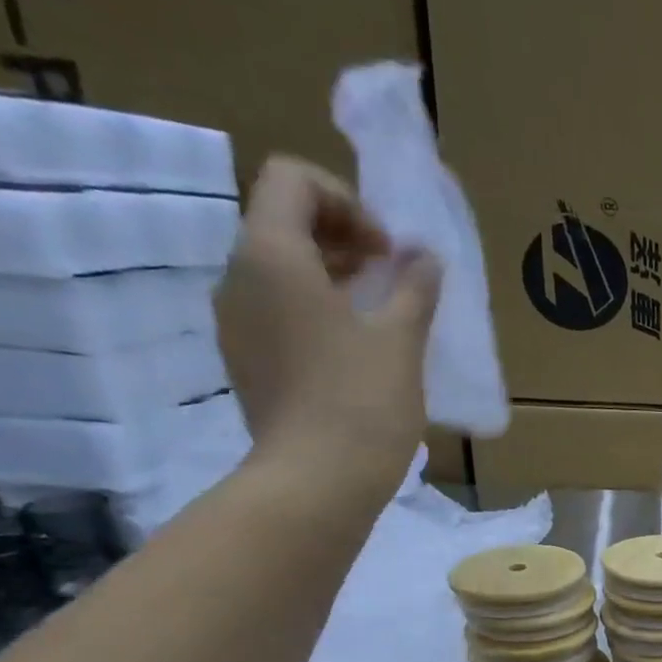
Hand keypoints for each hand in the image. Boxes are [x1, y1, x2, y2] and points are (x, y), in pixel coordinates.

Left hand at [214, 156, 441, 492]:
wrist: (317, 480)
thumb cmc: (362, 400)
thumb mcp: (401, 338)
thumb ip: (414, 287)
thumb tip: (425, 257)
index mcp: (272, 255)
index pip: (292, 180)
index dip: (347, 200)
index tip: (387, 250)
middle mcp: (239, 276)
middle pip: (283, 220)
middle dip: (343, 235)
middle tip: (393, 276)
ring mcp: (236, 321)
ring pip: (279, 268)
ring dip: (332, 274)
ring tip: (382, 312)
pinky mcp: (246, 358)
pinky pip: (277, 309)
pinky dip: (316, 309)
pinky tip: (357, 349)